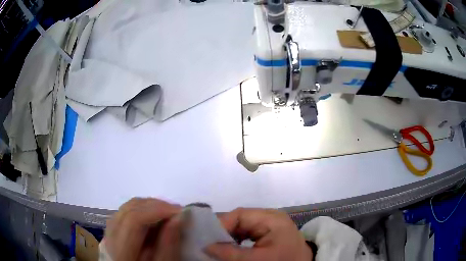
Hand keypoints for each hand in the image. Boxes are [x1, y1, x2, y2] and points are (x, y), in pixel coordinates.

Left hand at [103, 198, 181, 260]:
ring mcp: (107, 233)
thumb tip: (179, 217)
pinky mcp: (111, 232)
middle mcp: (109, 238)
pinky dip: (140, 211)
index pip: (134, 220)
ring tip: (167, 213)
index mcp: (120, 251)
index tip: (179, 212)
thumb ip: (169, 245)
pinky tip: (153, 218)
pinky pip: (124, 213)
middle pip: (129, 210)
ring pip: (126, 208)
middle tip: (176, 211)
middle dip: (155, 205)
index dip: (157, 211)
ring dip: (148, 206)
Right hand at [205, 208, 312, 260]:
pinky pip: (247, 234)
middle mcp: (270, 217)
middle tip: (208, 244)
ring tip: (216, 247)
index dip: (221, 225)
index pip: (240, 214)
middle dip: (223, 232)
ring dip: (228, 237)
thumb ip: (230, 252)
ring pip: (241, 228)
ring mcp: (269, 226)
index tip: (206, 238)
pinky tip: (230, 249)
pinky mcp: (268, 234)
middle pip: (239, 220)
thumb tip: (206, 246)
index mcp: (271, 218)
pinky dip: (236, 241)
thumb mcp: (257, 259)